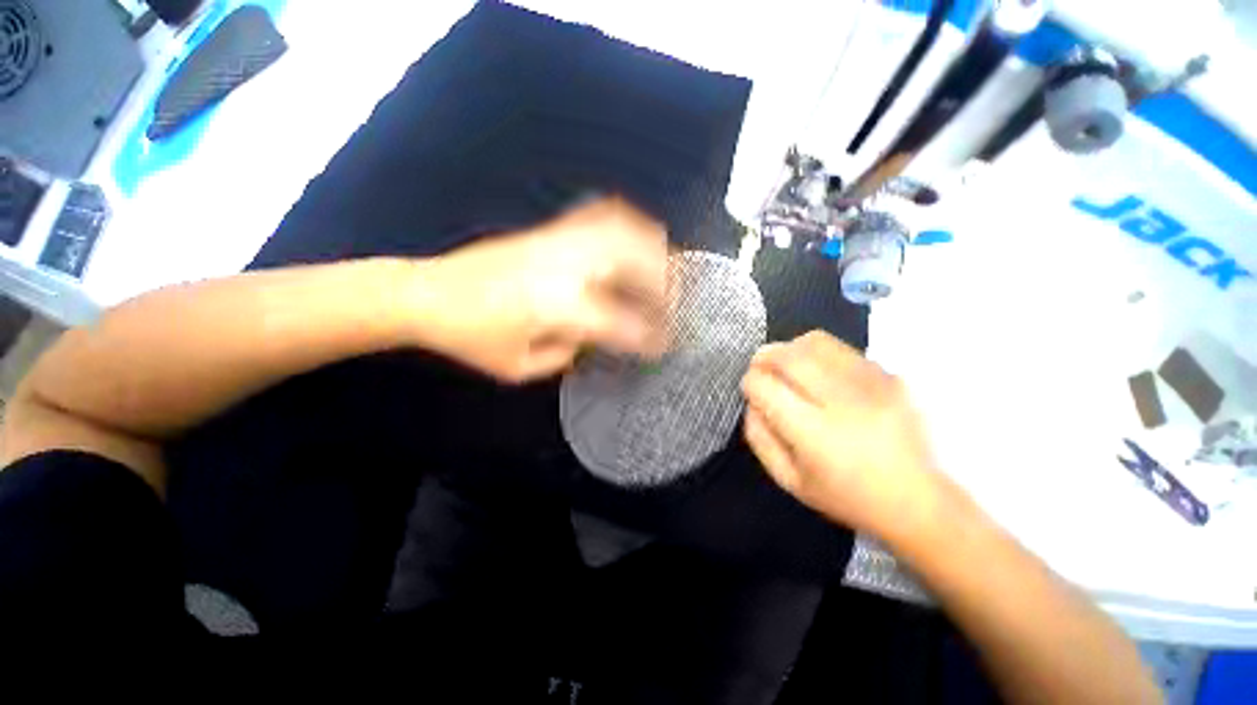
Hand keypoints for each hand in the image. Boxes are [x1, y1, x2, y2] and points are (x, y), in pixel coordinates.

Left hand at [419, 197, 669, 382]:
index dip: (648, 336)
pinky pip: (598, 215)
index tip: (665, 345)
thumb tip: (594, 336)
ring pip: (621, 229)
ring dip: (651, 246)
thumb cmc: (472, 338)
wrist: (427, 293)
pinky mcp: (548, 230)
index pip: (620, 321)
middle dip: (663, 281)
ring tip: (665, 266)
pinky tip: (634, 237)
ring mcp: (557, 240)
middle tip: (674, 300)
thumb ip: (568, 353)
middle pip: (632, 260)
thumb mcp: (522, 367)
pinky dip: (625, 223)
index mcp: (558, 306)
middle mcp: (565, 266)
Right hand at [741, 331, 943, 539]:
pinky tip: (820, 373)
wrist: (917, 501)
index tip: (751, 390)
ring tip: (787, 364)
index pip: (765, 386)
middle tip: (760, 366)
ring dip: (790, 349)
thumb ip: (759, 437)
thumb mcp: (789, 480)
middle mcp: (844, 402)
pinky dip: (819, 353)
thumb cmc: (845, 496)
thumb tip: (752, 401)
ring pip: (816, 343)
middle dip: (764, 357)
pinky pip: (842, 349)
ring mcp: (873, 385)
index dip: (750, 383)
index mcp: (815, 435)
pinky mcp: (891, 376)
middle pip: (789, 356)